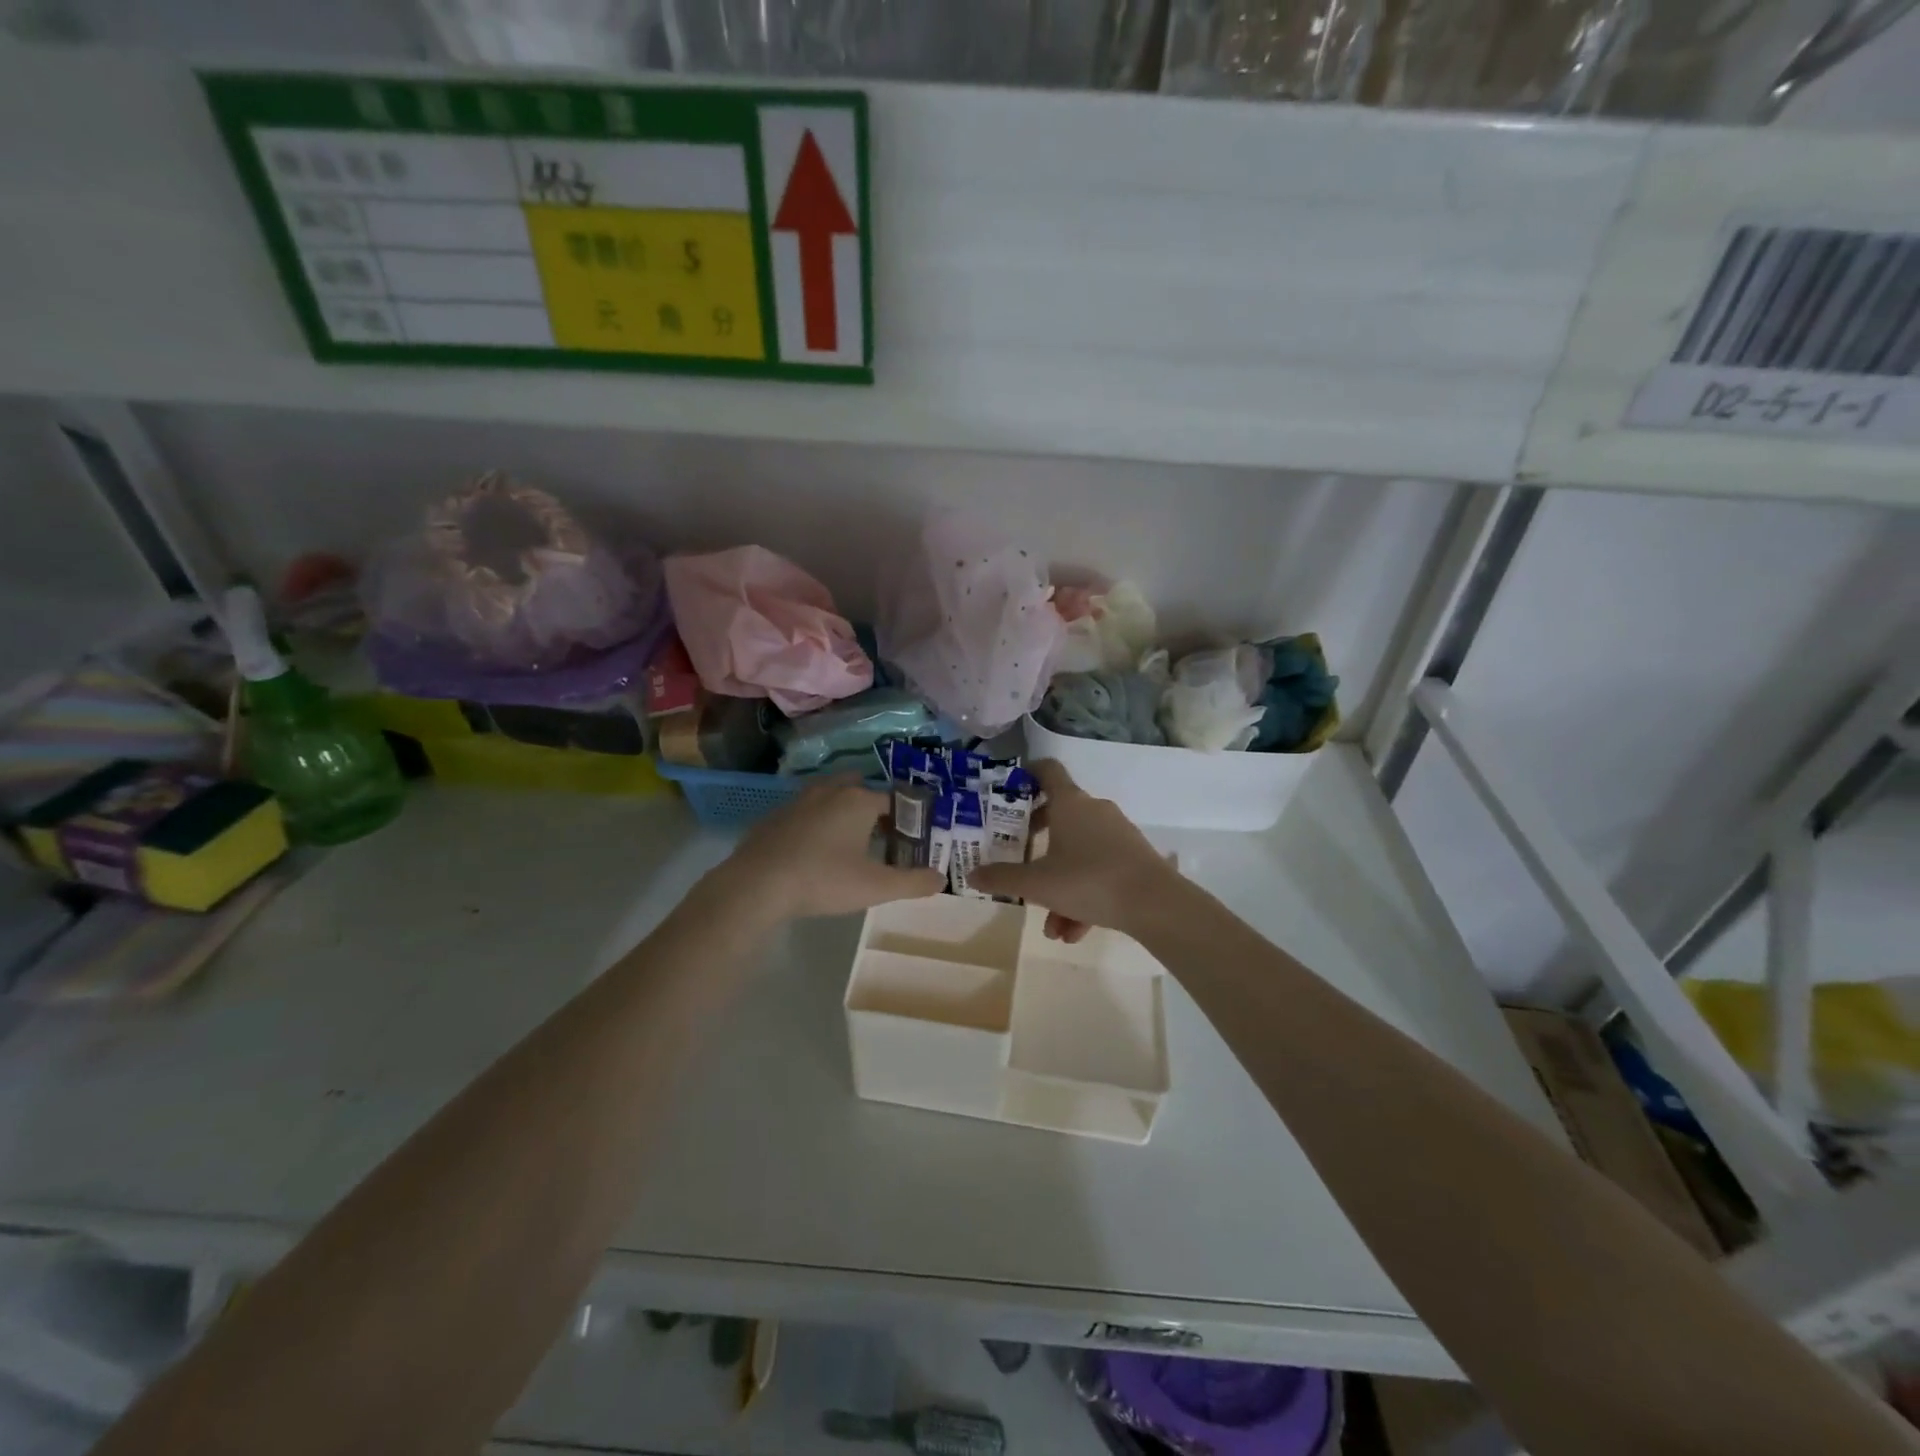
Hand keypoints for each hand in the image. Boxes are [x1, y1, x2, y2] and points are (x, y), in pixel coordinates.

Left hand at [715, 777, 943, 920]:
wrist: (756, 885)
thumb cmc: (823, 879)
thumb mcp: (875, 887)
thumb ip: (912, 882)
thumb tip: (941, 879)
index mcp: (858, 800)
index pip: (894, 800)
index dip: (908, 818)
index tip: (913, 838)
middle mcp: (830, 791)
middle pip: (859, 787)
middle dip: (873, 805)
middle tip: (882, 834)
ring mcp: (798, 801)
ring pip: (829, 796)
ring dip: (842, 811)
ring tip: (850, 841)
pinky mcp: (774, 817)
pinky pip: (805, 813)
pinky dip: (816, 824)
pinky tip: (814, 851)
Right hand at [966, 761, 1175, 942]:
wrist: (1156, 904)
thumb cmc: (1089, 880)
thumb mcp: (1038, 884)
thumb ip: (1003, 878)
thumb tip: (972, 874)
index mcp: (1070, 803)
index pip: (1046, 771)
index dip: (1026, 774)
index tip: (1009, 789)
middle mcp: (1094, 811)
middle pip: (1059, 815)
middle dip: (1036, 842)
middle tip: (1019, 859)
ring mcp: (1117, 834)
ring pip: (1078, 853)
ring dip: (1059, 886)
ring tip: (1051, 927)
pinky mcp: (1133, 858)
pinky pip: (1098, 871)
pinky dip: (1083, 897)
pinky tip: (1074, 933)